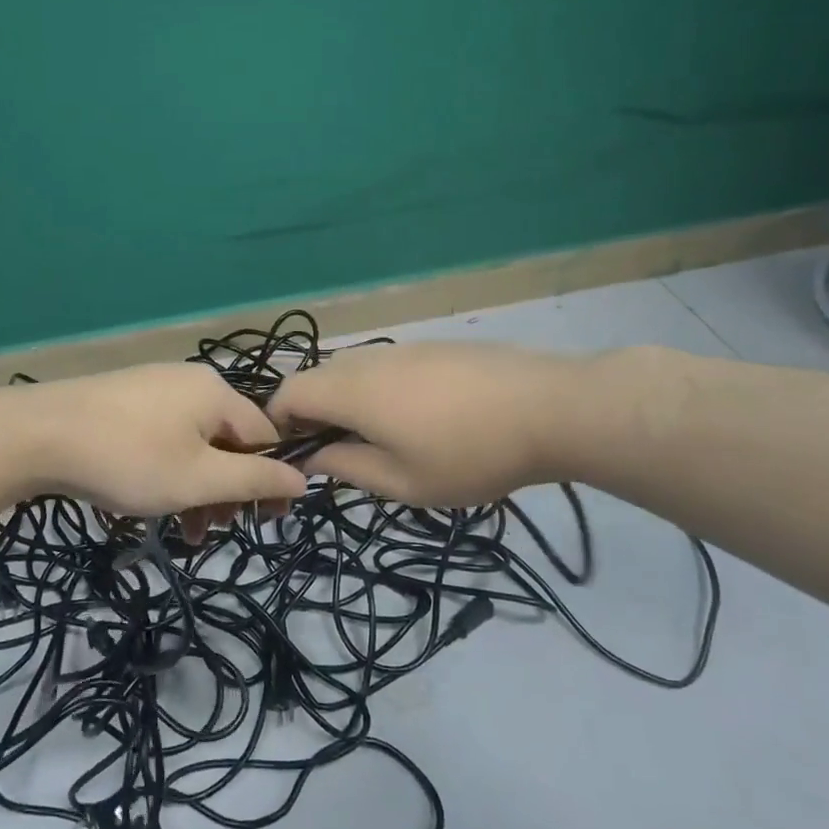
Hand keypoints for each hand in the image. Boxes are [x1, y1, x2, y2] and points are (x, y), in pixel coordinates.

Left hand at [13, 363, 307, 517]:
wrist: (38, 434)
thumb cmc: (130, 459)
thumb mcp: (199, 478)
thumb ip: (254, 479)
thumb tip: (303, 478)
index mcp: (216, 392)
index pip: (265, 436)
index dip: (271, 481)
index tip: (265, 522)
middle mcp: (189, 382)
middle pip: (228, 441)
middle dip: (227, 490)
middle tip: (214, 531)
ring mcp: (153, 388)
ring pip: (193, 445)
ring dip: (197, 489)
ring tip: (184, 531)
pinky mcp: (124, 402)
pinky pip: (163, 439)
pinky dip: (168, 472)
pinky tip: (151, 502)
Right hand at [268, 342, 599, 506]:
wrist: (551, 408)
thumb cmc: (470, 454)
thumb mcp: (403, 482)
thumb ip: (347, 467)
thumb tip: (314, 457)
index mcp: (350, 390)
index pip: (287, 394)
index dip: (277, 424)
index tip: (294, 456)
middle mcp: (367, 360)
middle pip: (315, 379)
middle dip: (310, 414)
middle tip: (334, 453)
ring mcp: (402, 348)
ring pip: (350, 370)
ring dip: (343, 401)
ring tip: (375, 439)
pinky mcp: (432, 346)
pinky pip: (382, 366)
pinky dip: (375, 390)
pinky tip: (413, 417)